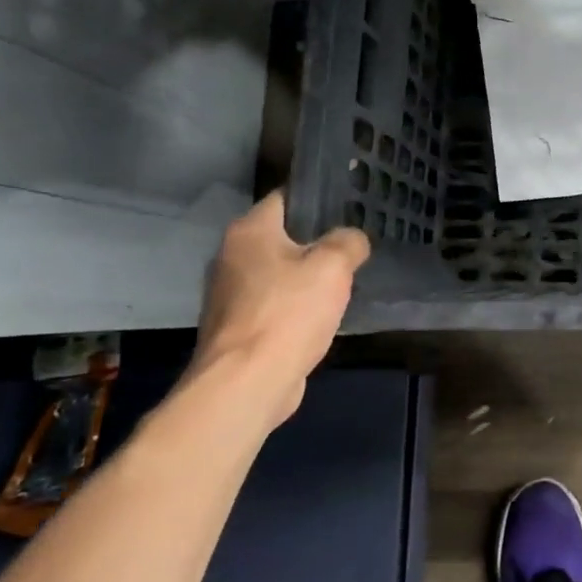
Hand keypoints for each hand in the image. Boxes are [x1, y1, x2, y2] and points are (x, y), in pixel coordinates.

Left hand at [192, 191, 370, 426]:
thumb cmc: (288, 313)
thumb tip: (351, 240)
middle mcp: (230, 256)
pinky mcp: (235, 327)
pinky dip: (294, 307)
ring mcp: (228, 294)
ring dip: (305, 277)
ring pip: (278, 273)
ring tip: (343, 281)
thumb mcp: (334, 266)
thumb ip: (348, 242)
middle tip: (352, 245)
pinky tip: (320, 317)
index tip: (349, 206)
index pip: (286, 197)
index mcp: (249, 231)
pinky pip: (273, 304)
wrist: (247, 383)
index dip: (318, 199)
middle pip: (282, 237)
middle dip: (315, 241)